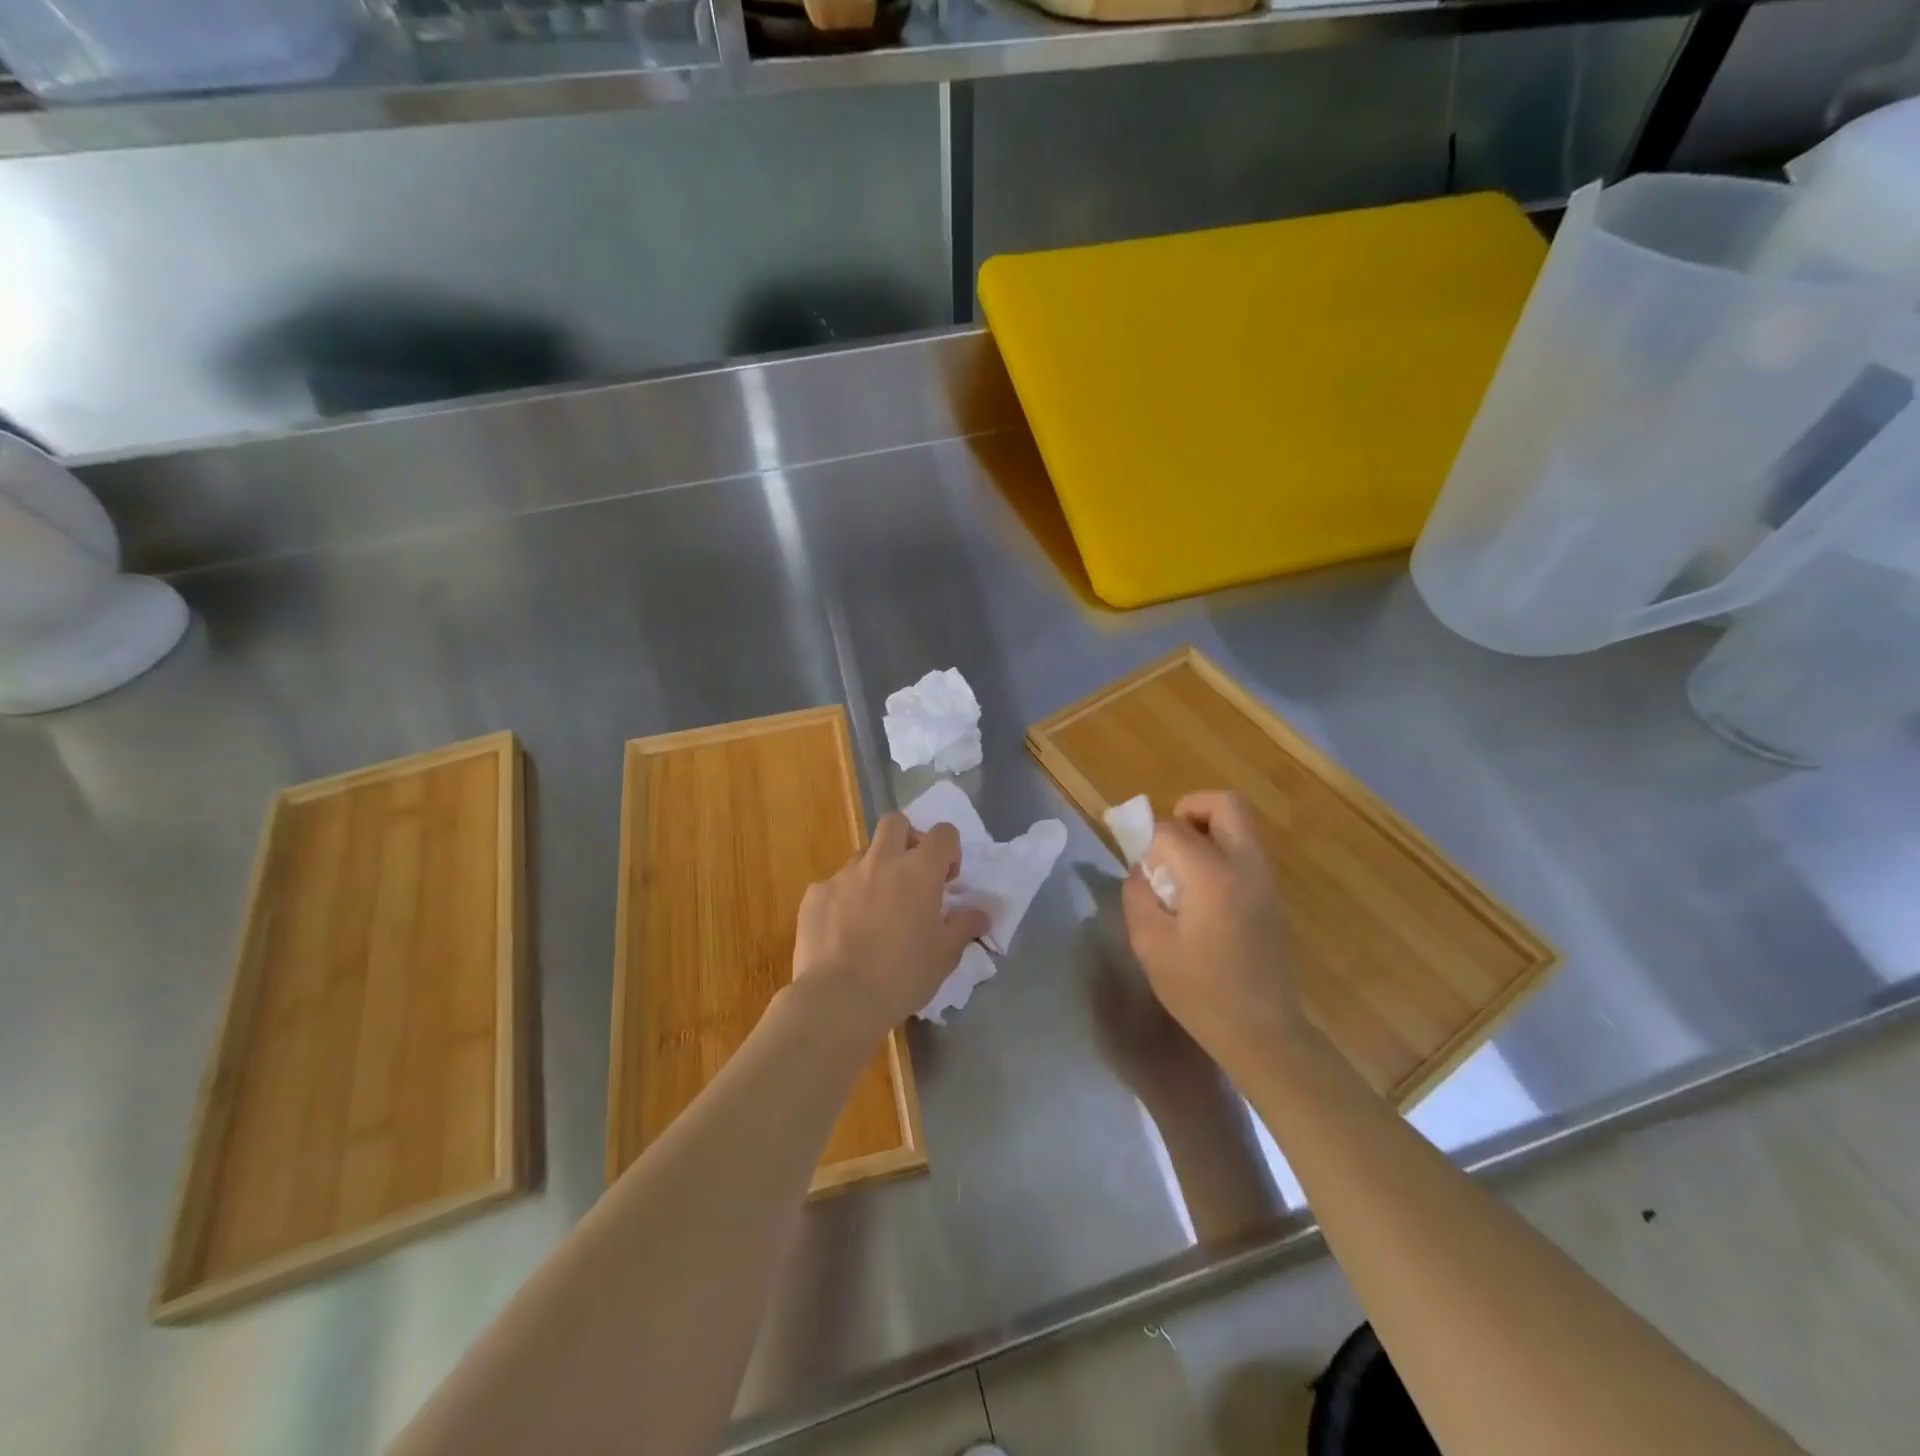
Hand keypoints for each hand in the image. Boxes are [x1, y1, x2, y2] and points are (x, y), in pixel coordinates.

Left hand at [792, 814, 990, 1036]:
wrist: (839, 999)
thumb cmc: (902, 975)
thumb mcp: (945, 955)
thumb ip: (964, 926)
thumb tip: (981, 913)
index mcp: (919, 871)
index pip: (943, 833)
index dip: (949, 850)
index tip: (947, 880)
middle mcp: (881, 861)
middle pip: (896, 822)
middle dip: (907, 839)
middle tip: (911, 874)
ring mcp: (844, 875)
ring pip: (863, 854)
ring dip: (875, 870)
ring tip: (875, 910)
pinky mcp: (815, 894)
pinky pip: (835, 885)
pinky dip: (844, 898)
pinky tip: (844, 931)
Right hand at [1121, 791, 1302, 1071]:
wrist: (1261, 1030)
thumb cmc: (1199, 990)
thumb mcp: (1150, 943)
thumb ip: (1138, 894)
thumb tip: (1142, 870)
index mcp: (1212, 874)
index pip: (1172, 829)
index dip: (1149, 843)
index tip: (1142, 873)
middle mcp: (1245, 865)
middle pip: (1224, 804)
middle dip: (1190, 810)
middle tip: (1168, 845)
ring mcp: (1265, 879)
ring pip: (1238, 826)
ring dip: (1205, 833)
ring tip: (1182, 873)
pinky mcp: (1271, 896)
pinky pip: (1244, 853)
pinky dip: (1220, 855)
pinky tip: (1202, 897)